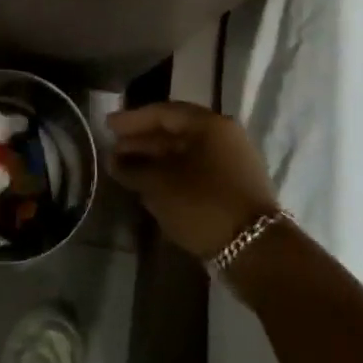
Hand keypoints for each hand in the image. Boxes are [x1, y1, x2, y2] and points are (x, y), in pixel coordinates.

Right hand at [107, 102, 277, 261]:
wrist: (255, 250)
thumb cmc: (202, 204)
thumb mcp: (159, 184)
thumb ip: (132, 168)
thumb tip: (113, 161)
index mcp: (208, 125)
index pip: (163, 113)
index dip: (132, 120)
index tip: (107, 126)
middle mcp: (223, 137)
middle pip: (174, 132)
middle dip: (142, 142)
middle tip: (113, 151)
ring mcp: (232, 162)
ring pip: (185, 154)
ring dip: (155, 160)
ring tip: (126, 170)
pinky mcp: (234, 187)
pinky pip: (195, 171)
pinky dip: (171, 175)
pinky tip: (150, 187)